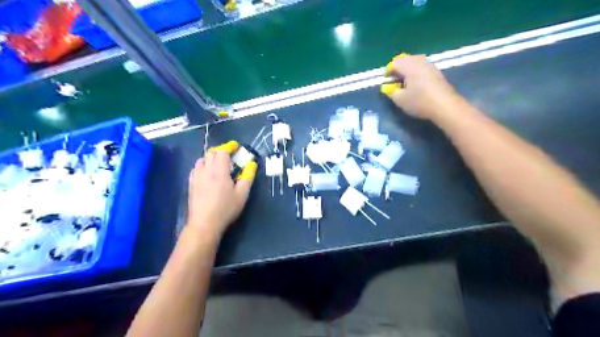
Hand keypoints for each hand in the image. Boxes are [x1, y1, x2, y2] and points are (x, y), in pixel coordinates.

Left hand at [187, 141, 257, 240]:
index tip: (236, 147)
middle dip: (221, 151)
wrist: (204, 223)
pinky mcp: (191, 184)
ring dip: (210, 158)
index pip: (222, 151)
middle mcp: (206, 170)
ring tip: (218, 165)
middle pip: (211, 152)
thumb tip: (252, 164)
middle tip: (229, 157)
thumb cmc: (226, 208)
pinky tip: (208, 175)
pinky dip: (203, 166)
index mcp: (219, 170)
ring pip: (202, 159)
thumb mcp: (242, 194)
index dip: (229, 147)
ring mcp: (196, 176)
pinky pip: (196, 168)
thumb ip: (248, 177)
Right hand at [382, 52, 460, 119]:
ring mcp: (430, 65)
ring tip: (405, 84)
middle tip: (395, 82)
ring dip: (407, 71)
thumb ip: (391, 91)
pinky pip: (422, 68)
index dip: (388, 72)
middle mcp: (419, 61)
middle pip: (405, 60)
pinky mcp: (436, 72)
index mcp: (409, 65)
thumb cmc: (419, 102)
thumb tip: (389, 87)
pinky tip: (416, 86)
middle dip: (398, 70)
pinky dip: (416, 74)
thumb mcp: (400, 100)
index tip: (387, 82)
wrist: (445, 105)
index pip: (394, 63)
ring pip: (414, 63)